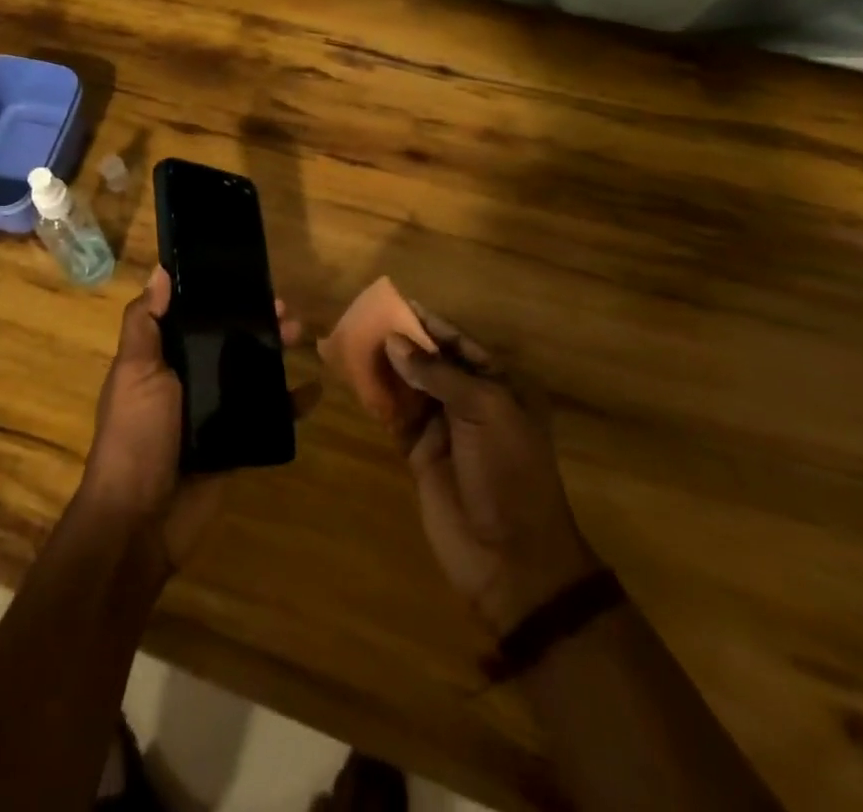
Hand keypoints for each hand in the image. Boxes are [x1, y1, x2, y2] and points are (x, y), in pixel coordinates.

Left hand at [78, 266, 307, 573]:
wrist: (140, 520)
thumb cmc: (136, 435)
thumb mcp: (135, 371)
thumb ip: (145, 322)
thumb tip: (160, 270)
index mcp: (162, 358)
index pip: (193, 316)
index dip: (218, 296)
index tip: (246, 276)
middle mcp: (188, 379)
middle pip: (227, 341)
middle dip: (255, 322)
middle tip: (286, 309)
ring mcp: (213, 411)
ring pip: (250, 372)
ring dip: (275, 353)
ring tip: (302, 335)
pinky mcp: (235, 442)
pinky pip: (267, 416)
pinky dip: (291, 403)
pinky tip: (314, 389)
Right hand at [383, 317, 597, 635]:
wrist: (510, 558)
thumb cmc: (508, 472)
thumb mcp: (484, 411)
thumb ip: (438, 373)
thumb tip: (394, 340)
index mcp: (500, 387)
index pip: (460, 344)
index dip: (429, 324)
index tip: (397, 303)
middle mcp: (472, 402)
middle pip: (431, 362)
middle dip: (402, 342)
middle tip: (364, 320)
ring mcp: (445, 428)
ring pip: (409, 386)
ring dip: (385, 367)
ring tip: (352, 343)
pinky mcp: (420, 453)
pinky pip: (395, 416)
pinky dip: (377, 399)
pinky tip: (355, 380)